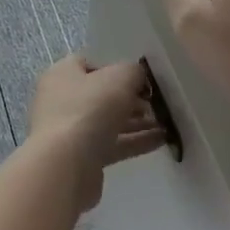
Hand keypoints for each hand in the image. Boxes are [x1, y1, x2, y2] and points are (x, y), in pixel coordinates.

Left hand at [27, 55, 166, 210]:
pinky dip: (135, 141)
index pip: (89, 64)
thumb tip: (139, 79)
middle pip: (101, 95)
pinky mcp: (82, 158)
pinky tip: (162, 141)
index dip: (116, 68)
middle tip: (156, 104)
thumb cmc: (90, 109)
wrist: (66, 164)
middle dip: (131, 99)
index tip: (141, 80)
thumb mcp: (120, 77)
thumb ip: (134, 72)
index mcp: (62, 74)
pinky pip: (113, 145)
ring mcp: (70, 131)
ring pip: (109, 122)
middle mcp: (62, 100)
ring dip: (137, 122)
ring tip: (166, 123)